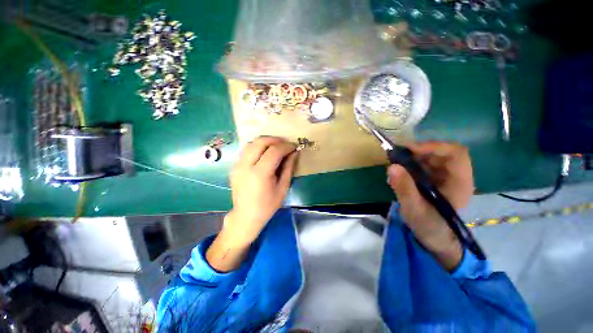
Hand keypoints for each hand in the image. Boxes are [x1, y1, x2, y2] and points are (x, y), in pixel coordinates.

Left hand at [207, 137, 297, 271]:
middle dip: (275, 139)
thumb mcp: (283, 187)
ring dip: (266, 141)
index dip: (286, 146)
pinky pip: (246, 150)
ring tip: (276, 147)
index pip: (274, 151)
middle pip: (260, 142)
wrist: (246, 216)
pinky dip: (257, 147)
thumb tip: (294, 152)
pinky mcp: (234, 166)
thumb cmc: (268, 205)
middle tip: (285, 144)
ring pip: (251, 143)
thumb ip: (288, 167)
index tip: (294, 147)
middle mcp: (245, 166)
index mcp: (260, 174)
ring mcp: (237, 165)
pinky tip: (265, 153)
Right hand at [387, 142, 472, 270]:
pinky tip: (399, 171)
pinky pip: (424, 164)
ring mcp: (445, 177)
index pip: (456, 153)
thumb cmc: (429, 226)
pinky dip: (410, 163)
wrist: (434, 238)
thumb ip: (404, 188)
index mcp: (459, 182)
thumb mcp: (414, 209)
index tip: (410, 150)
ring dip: (413, 156)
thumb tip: (392, 166)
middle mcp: (455, 176)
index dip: (434, 146)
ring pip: (431, 156)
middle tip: (397, 155)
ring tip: (396, 163)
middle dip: (419, 151)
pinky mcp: (435, 179)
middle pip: (441, 152)